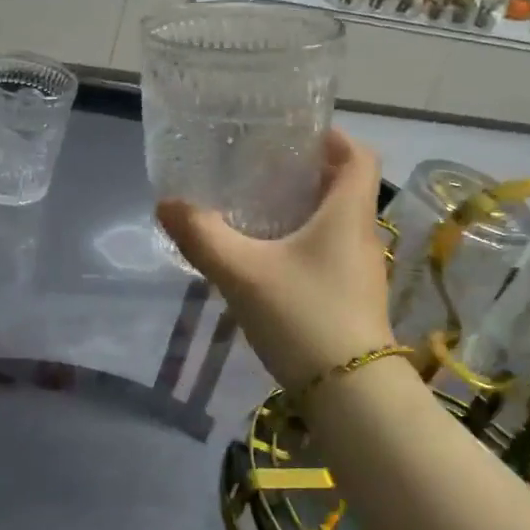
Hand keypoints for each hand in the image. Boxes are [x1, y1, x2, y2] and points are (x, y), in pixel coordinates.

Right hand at [156, 129, 395, 391]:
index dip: (334, 138)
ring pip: (338, 224)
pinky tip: (271, 262)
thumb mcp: (243, 273)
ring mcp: (362, 271)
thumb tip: (167, 204)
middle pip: (347, 189)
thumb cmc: (303, 316)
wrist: (350, 393)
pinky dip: (306, 244)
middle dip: (310, 174)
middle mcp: (362, 236)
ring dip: (307, 211)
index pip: (359, 157)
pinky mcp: (353, 300)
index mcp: (347, 214)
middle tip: (264, 171)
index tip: (298, 136)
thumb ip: (202, 236)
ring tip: (261, 211)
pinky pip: (331, 254)